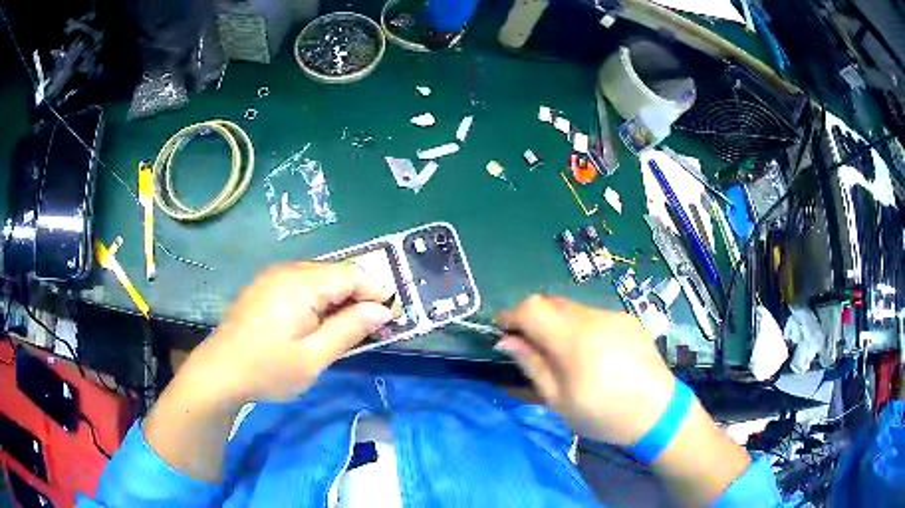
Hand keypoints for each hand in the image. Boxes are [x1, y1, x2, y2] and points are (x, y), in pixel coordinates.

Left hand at [183, 262, 396, 405]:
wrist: (219, 372)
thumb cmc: (267, 369)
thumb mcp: (313, 358)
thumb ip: (350, 330)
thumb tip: (382, 310)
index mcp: (300, 284)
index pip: (352, 275)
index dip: (378, 293)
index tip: (393, 320)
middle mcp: (288, 271)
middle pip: (337, 274)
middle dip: (360, 298)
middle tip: (374, 330)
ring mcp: (274, 277)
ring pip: (321, 279)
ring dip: (341, 300)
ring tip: (350, 331)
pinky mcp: (266, 287)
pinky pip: (303, 285)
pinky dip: (320, 301)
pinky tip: (320, 325)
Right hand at [496, 296, 676, 445]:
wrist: (657, 412)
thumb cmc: (603, 414)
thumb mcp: (560, 400)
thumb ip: (532, 365)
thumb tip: (505, 341)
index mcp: (574, 341)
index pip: (532, 308)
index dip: (510, 315)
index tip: (500, 329)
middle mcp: (594, 318)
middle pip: (551, 302)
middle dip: (532, 318)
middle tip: (528, 345)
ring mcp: (613, 315)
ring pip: (572, 307)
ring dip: (556, 322)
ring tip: (560, 352)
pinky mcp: (627, 319)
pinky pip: (593, 314)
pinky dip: (579, 325)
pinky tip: (589, 351)